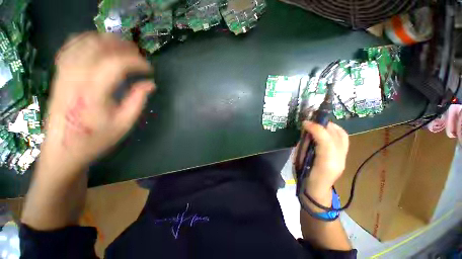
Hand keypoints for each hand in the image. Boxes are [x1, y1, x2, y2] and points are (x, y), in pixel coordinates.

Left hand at [39, 32, 154, 175]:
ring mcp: (64, 73)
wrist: (63, 150)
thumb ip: (138, 100)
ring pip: (84, 42)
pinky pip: (70, 47)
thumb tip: (150, 84)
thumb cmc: (96, 139)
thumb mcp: (124, 123)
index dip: (138, 62)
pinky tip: (98, 45)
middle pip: (99, 46)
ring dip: (106, 40)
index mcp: (94, 92)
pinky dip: (86, 40)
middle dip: (123, 47)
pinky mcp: (59, 74)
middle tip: (139, 55)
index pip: (117, 64)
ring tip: (123, 47)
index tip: (150, 70)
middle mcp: (75, 77)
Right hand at [295, 121, 348, 204]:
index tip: (305, 123)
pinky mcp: (344, 156)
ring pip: (342, 135)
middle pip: (336, 135)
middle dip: (322, 124)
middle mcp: (339, 160)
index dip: (315, 128)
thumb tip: (306, 132)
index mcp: (325, 163)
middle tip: (310, 121)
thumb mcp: (299, 161)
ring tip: (318, 124)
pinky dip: (335, 131)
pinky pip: (343, 139)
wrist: (317, 191)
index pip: (325, 140)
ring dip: (329, 126)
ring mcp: (344, 158)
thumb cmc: (303, 177)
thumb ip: (303, 145)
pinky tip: (326, 130)